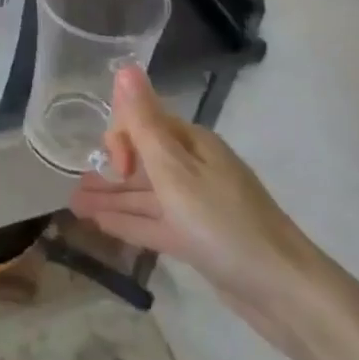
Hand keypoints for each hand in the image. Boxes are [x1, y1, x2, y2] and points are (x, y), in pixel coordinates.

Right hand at [70, 64, 329, 353]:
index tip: (113, 167)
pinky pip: (155, 222)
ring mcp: (197, 206)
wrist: (284, 292)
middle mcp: (195, 168)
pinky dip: (128, 221)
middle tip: (75, 188)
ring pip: (145, 194)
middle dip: (108, 170)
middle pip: (143, 160)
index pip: (144, 123)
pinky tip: (100, 223)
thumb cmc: (223, 222)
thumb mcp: (175, 170)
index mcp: (192, 144)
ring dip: (111, 197)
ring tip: (75, 205)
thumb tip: (124, 67)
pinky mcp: (198, 240)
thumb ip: (144, 121)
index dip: (121, 139)